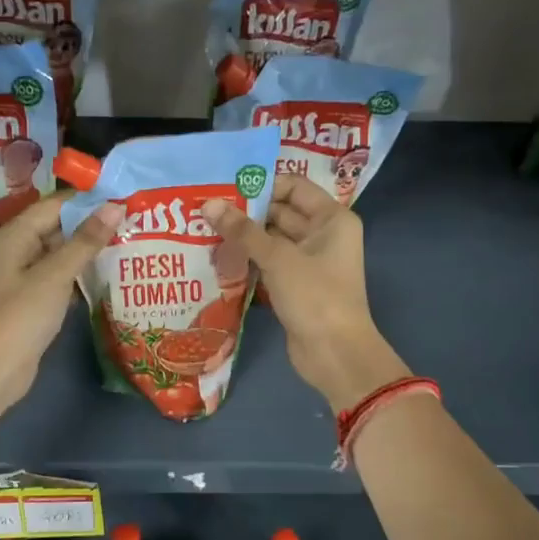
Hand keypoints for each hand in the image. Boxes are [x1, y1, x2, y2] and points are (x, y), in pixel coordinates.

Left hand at [0, 194, 121, 415]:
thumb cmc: (21, 316)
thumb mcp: (56, 274)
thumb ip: (86, 240)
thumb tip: (114, 206)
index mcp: (14, 235)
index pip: (55, 205)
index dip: (88, 200)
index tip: (124, 197)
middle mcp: (16, 250)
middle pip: (57, 227)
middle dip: (92, 224)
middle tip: (133, 220)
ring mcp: (23, 277)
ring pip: (60, 254)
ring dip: (89, 250)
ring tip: (128, 242)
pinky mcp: (32, 300)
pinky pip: (59, 277)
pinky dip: (80, 274)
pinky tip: (109, 275)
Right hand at [203, 178, 407, 411]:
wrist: (334, 354)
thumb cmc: (315, 296)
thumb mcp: (278, 258)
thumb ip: (242, 230)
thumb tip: (208, 204)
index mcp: (331, 219)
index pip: (293, 187)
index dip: (261, 185)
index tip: (224, 187)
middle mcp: (322, 235)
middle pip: (280, 212)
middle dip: (246, 212)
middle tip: (206, 208)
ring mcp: (308, 262)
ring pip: (271, 240)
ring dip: (243, 237)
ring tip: (204, 229)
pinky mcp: (295, 285)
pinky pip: (268, 263)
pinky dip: (248, 260)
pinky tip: (217, 257)